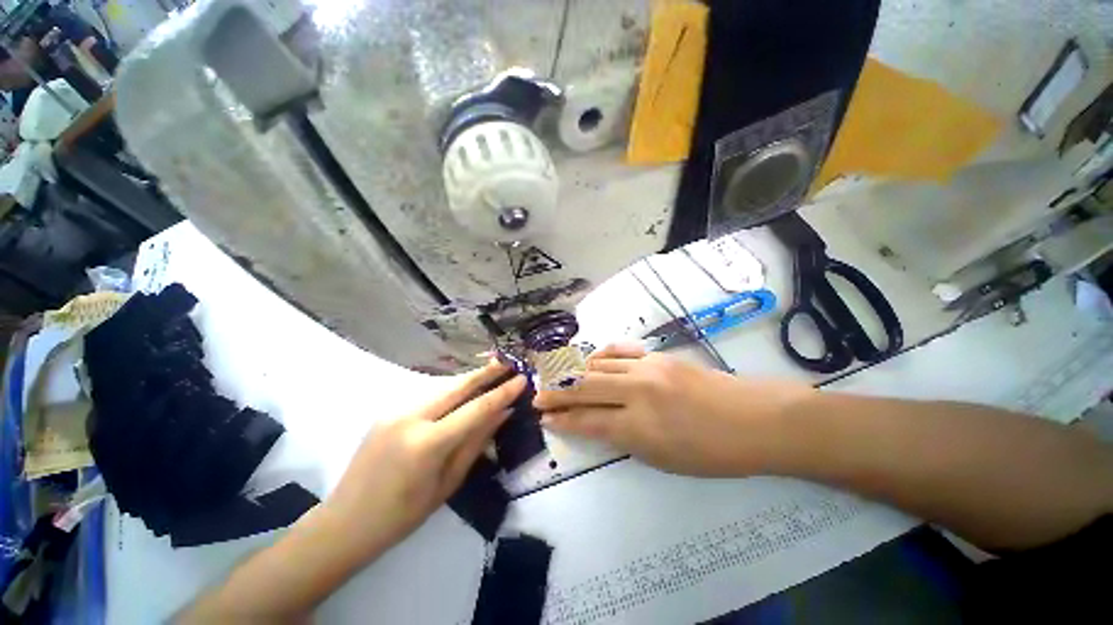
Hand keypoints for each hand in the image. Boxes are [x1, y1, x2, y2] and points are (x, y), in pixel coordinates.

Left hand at [322, 362, 525, 560]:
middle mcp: (411, 418)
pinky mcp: (387, 412)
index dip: (502, 393)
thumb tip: (502, 414)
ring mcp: (395, 412)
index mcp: (428, 443)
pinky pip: (427, 398)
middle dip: (485, 373)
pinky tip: (462, 393)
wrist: (344, 523)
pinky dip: (449, 393)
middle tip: (508, 362)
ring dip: (468, 381)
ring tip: (491, 372)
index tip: (522, 379)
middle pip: (457, 387)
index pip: (476, 409)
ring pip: (442, 389)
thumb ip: (476, 443)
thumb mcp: (447, 483)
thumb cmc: (402, 516)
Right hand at [534, 344, 813, 475]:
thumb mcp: (663, 459)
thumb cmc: (712, 452)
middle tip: (538, 394)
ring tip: (560, 377)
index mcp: (639, 426)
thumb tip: (597, 423)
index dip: (562, 420)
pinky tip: (591, 360)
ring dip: (575, 372)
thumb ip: (625, 438)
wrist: (754, 418)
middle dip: (557, 392)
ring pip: (599, 365)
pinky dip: (600, 356)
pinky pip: (620, 352)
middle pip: (584, 387)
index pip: (587, 420)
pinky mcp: (657, 355)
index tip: (544, 418)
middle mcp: (637, 391)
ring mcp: (647, 367)